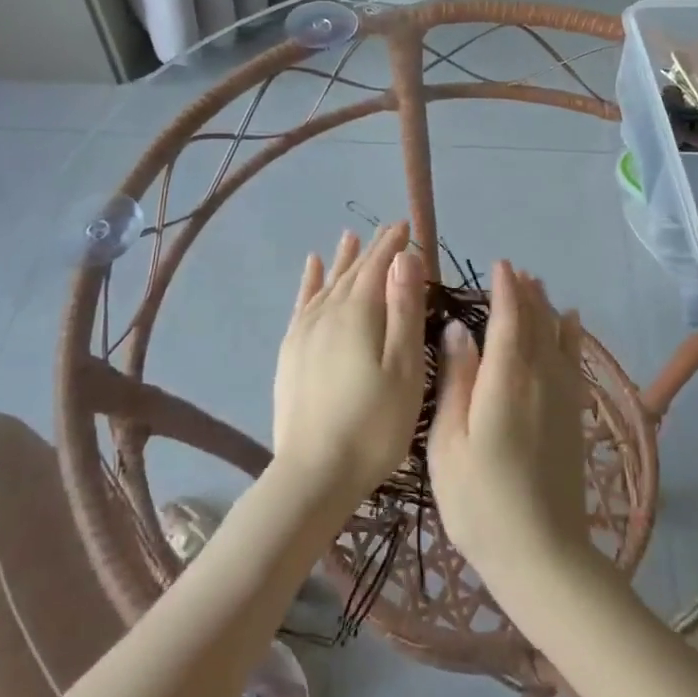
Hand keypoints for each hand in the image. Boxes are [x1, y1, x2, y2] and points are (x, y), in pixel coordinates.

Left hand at [271, 223, 427, 507]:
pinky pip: (302, 303)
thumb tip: (405, 258)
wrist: (315, 471)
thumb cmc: (375, 424)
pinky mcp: (291, 351)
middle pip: (352, 272)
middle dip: (372, 249)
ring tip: (350, 238)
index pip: (378, 266)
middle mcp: (328, 312)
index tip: (406, 225)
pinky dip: (310, 282)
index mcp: (359, 313)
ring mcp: (304, 331)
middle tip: (388, 230)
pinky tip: (312, 269)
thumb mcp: (405, 368)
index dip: (393, 244)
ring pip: (327, 283)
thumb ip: (404, 310)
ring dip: (341, 260)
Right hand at [428, 261, 597, 604]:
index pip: (508, 319)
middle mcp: (540, 379)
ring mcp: (562, 399)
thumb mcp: (449, 442)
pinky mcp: (574, 418)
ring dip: (547, 310)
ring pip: (557, 339)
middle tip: (516, 271)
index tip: (499, 265)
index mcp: (506, 379)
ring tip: (540, 288)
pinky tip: (571, 328)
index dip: (504, 289)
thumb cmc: (480, 500)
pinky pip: (573, 362)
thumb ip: (456, 380)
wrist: (542, 554)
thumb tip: (458, 329)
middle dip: (526, 294)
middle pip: (536, 324)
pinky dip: (571, 339)